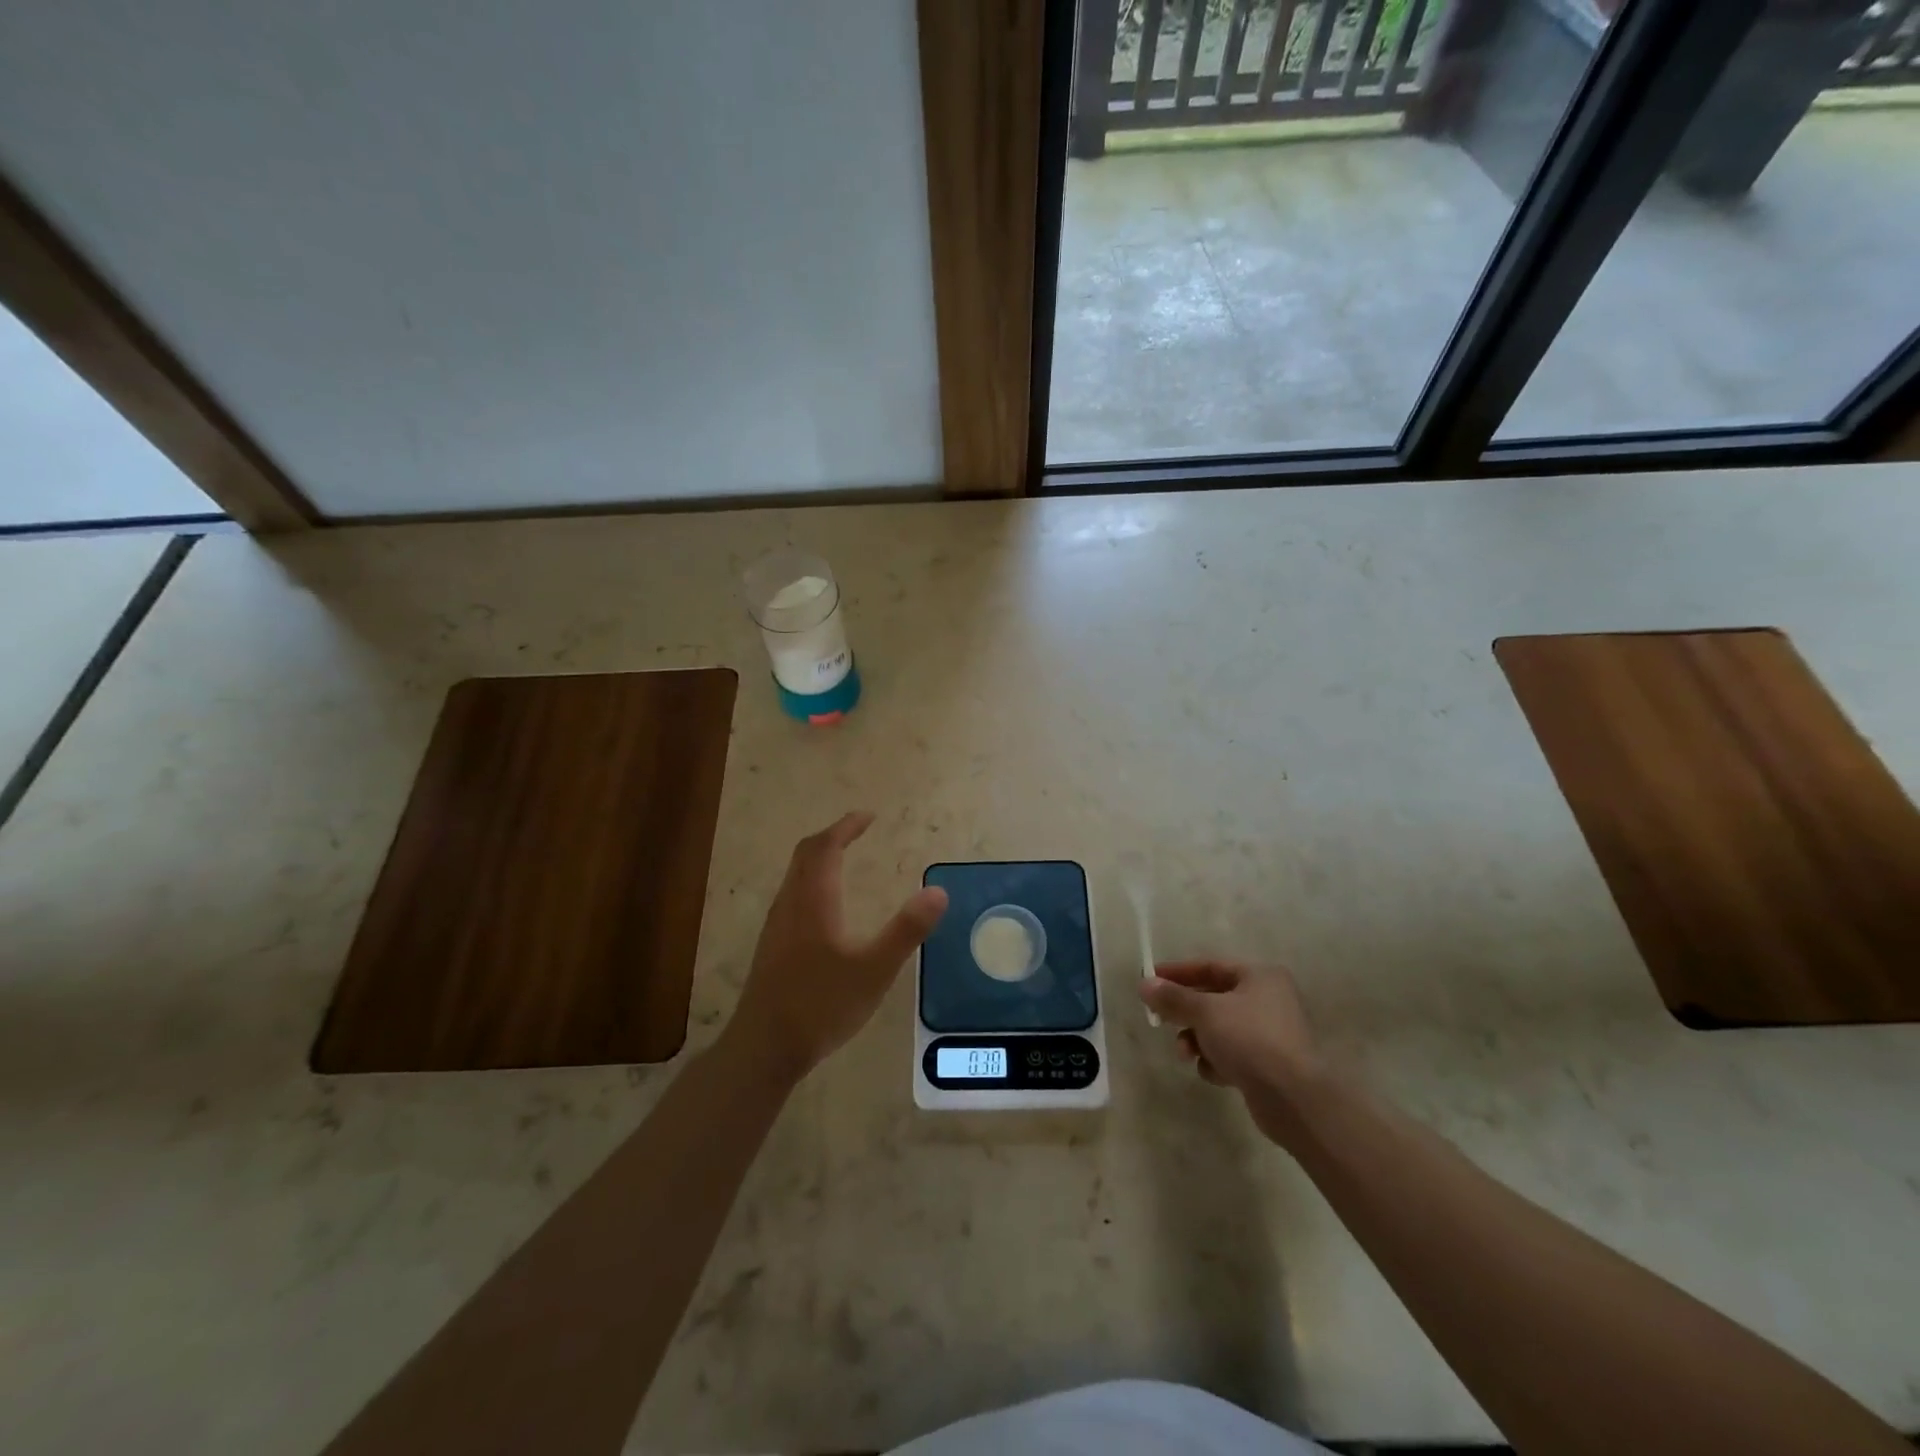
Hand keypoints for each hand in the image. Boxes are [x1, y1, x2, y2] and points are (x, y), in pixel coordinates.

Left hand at [726, 812, 948, 1081]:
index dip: (846, 827)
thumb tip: (938, 891)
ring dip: (819, 857)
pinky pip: (792, 894)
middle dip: (832, 836)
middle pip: (806, 854)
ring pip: (795, 875)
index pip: (826, 847)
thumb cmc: (821, 1004)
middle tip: (858, 831)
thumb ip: (906, 930)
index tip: (869, 817)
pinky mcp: (772, 945)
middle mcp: (790, 904)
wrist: (764, 1047)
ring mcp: (776, 925)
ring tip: (844, 859)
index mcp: (814, 900)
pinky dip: (812, 880)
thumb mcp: (875, 969)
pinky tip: (825, 905)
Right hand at [1140, 959, 1324, 1145]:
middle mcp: (1269, 1000)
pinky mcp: (1268, 1065)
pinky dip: (1217, 1061)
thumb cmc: (1250, 1040)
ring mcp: (1270, 1034)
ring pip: (1219, 1029)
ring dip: (1198, 1040)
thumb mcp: (1205, 1012)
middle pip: (1213, 999)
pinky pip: (1232, 1054)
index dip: (1177, 973)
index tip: (1149, 980)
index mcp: (1260, 977)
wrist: (1294, 1099)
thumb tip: (1144, 984)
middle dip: (1185, 1014)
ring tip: (1187, 1054)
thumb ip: (1173, 998)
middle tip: (1161, 1021)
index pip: (1210, 967)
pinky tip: (1215, 1073)